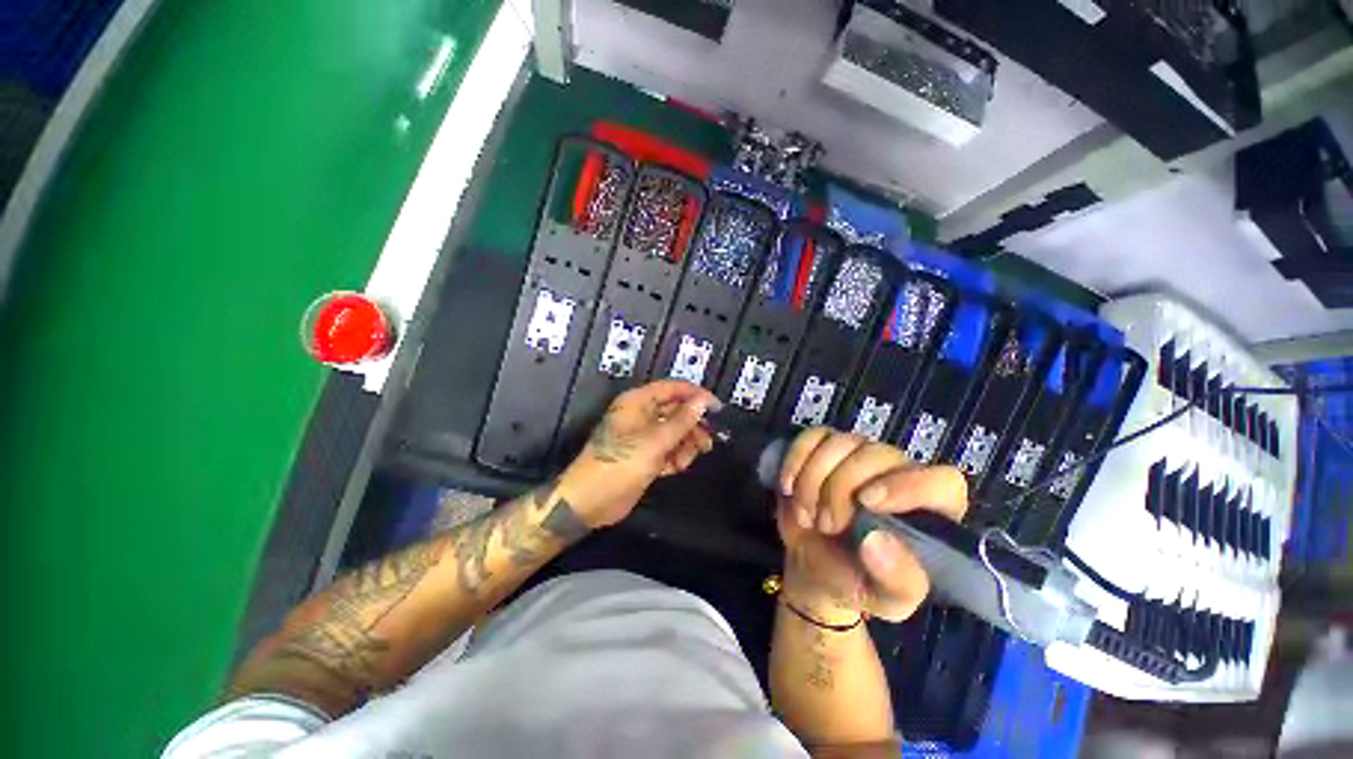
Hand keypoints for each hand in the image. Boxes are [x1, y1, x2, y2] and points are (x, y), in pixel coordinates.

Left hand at [561, 380, 720, 527]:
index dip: (695, 395)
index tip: (717, 408)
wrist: (591, 500)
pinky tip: (677, 467)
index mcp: (638, 402)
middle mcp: (641, 415)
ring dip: (685, 444)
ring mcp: (643, 436)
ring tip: (686, 459)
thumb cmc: (621, 463)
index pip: (672, 388)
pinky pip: (667, 449)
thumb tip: (703, 402)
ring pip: (674, 432)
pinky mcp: (645, 455)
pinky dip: (675, 457)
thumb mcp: (655, 441)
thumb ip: (682, 421)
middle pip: (675, 411)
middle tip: (708, 440)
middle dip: (692, 425)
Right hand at [775, 427, 967, 622]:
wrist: (815, 565)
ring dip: (813, 478)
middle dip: (840, 488)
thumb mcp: (885, 598)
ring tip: (806, 515)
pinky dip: (796, 459)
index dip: (906, 485)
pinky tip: (788, 486)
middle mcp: (897, 473)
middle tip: (825, 525)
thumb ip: (895, 579)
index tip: (866, 503)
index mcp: (929, 511)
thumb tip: (877, 541)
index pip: (941, 482)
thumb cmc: (858, 581)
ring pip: (840, 442)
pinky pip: (812, 436)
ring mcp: (859, 455)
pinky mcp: (826, 447)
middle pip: (876, 454)